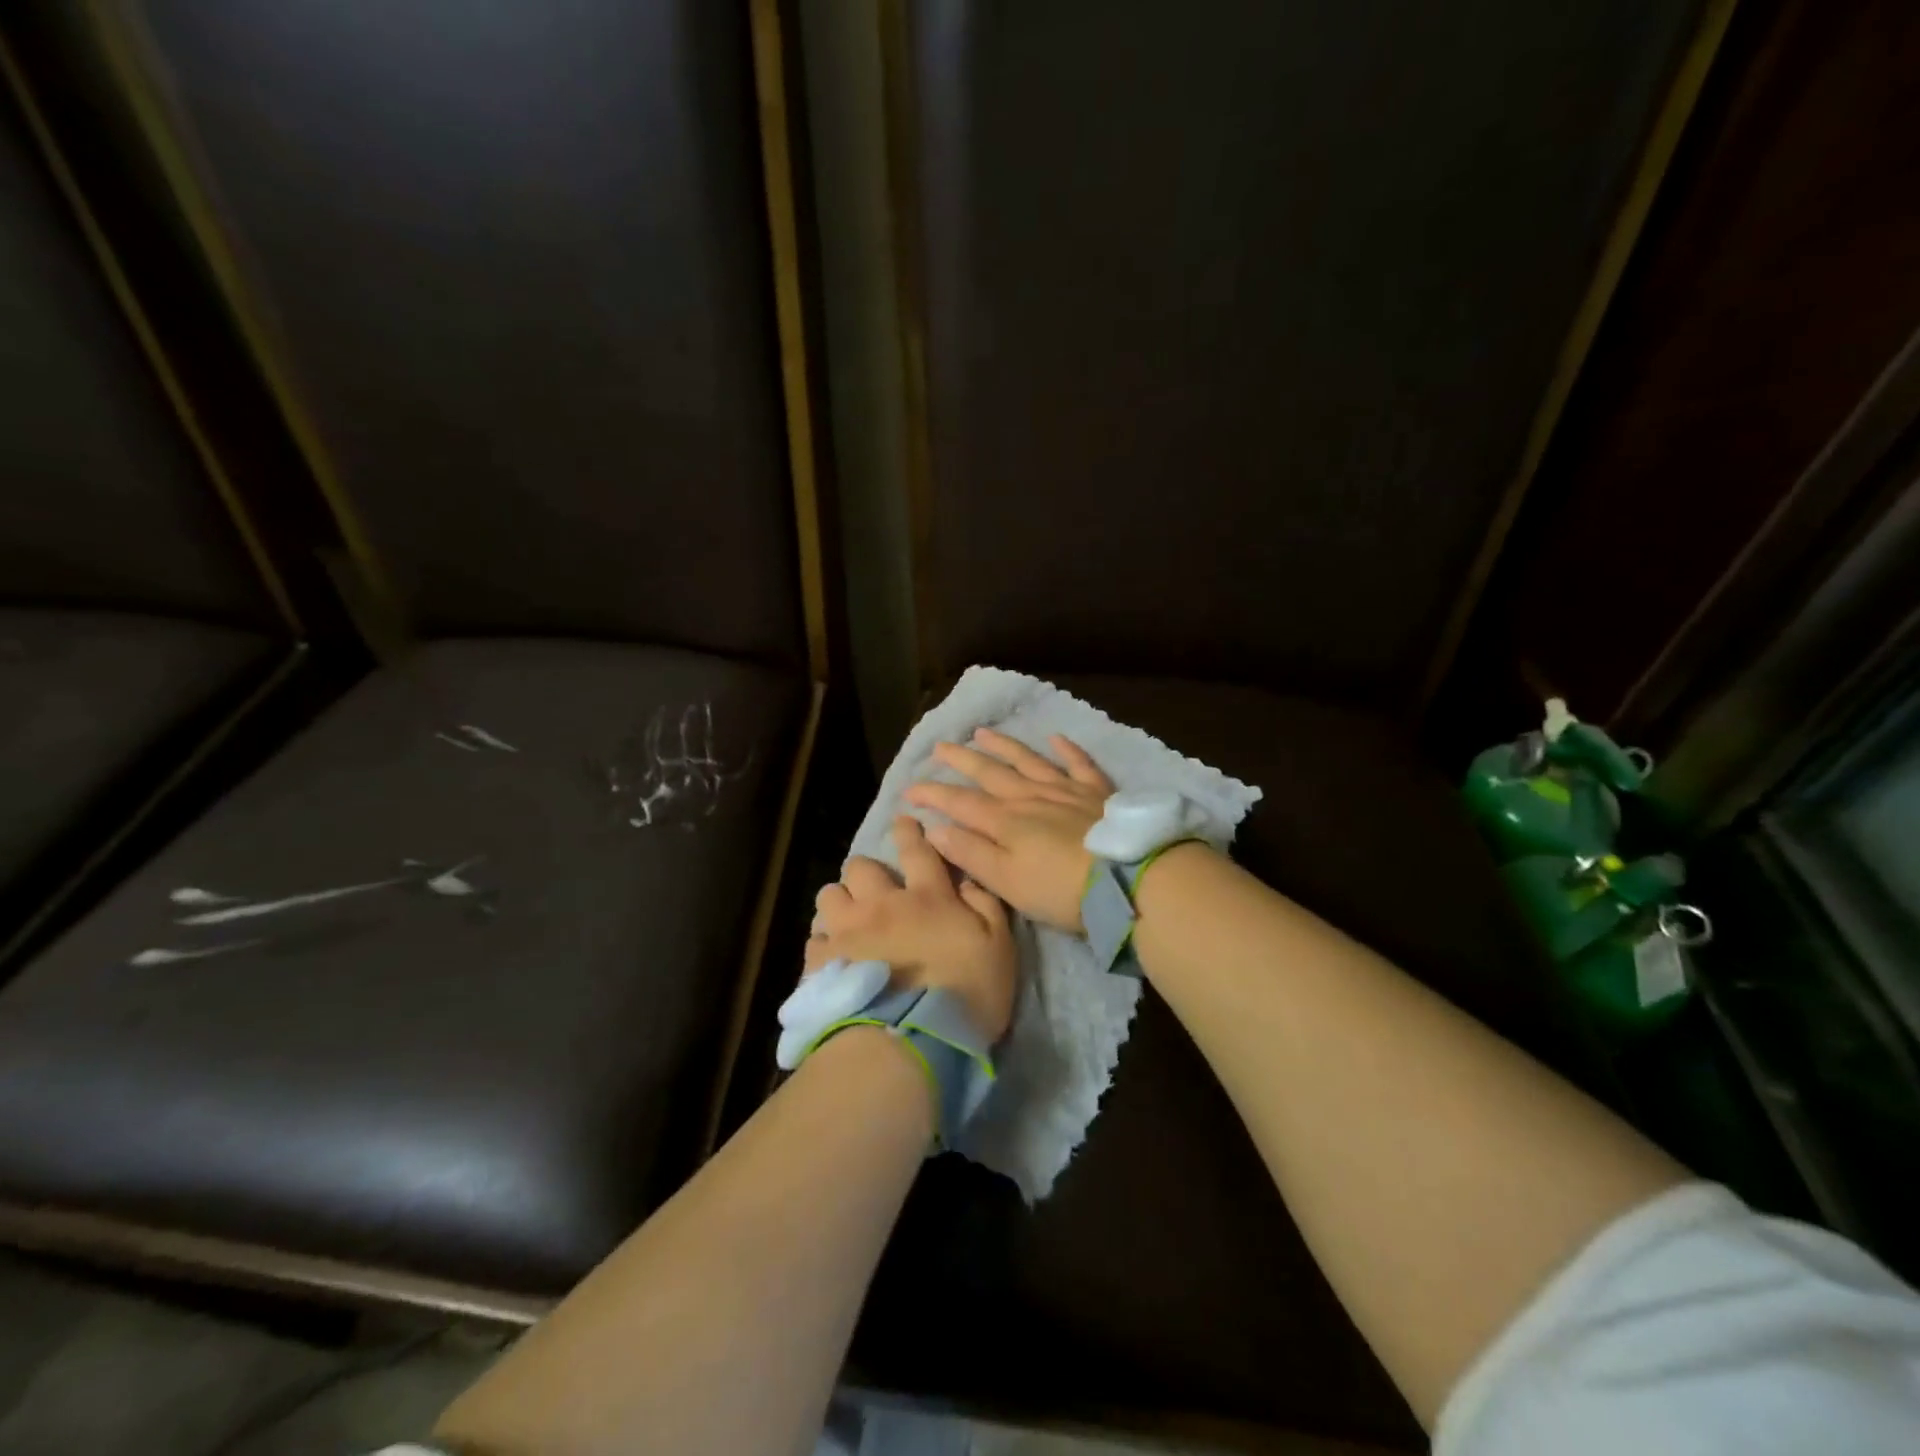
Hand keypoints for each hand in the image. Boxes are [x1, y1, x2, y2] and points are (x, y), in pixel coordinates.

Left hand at [805, 815, 1016, 1040]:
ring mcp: (846, 932)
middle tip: (875, 892)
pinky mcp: (821, 963)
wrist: (911, 1041)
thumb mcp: (999, 947)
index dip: (909, 832)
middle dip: (866, 872)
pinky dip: (824, 942)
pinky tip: (834, 957)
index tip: (903, 822)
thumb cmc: (966, 994)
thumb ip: (985, 906)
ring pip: (830, 896)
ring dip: (840, 902)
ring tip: (848, 922)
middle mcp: (881, 904)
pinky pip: (814, 938)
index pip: (916, 849)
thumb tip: (967, 879)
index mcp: (926, 896)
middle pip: (860, 867)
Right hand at [902, 728, 1114, 932]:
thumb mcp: (1006, 881)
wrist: (1127, 879)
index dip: (933, 794)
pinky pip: (1079, 764)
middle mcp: (1030, 797)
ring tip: (983, 732)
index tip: (909, 789)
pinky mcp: (1097, 793)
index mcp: (1005, 821)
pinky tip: (1056, 737)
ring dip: (1004, 745)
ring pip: (1028, 761)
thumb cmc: (1060, 889)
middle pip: (990, 773)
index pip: (959, 802)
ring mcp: (1065, 790)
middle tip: (941, 745)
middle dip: (962, 759)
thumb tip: (934, 829)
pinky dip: (1067, 749)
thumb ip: (970, 853)